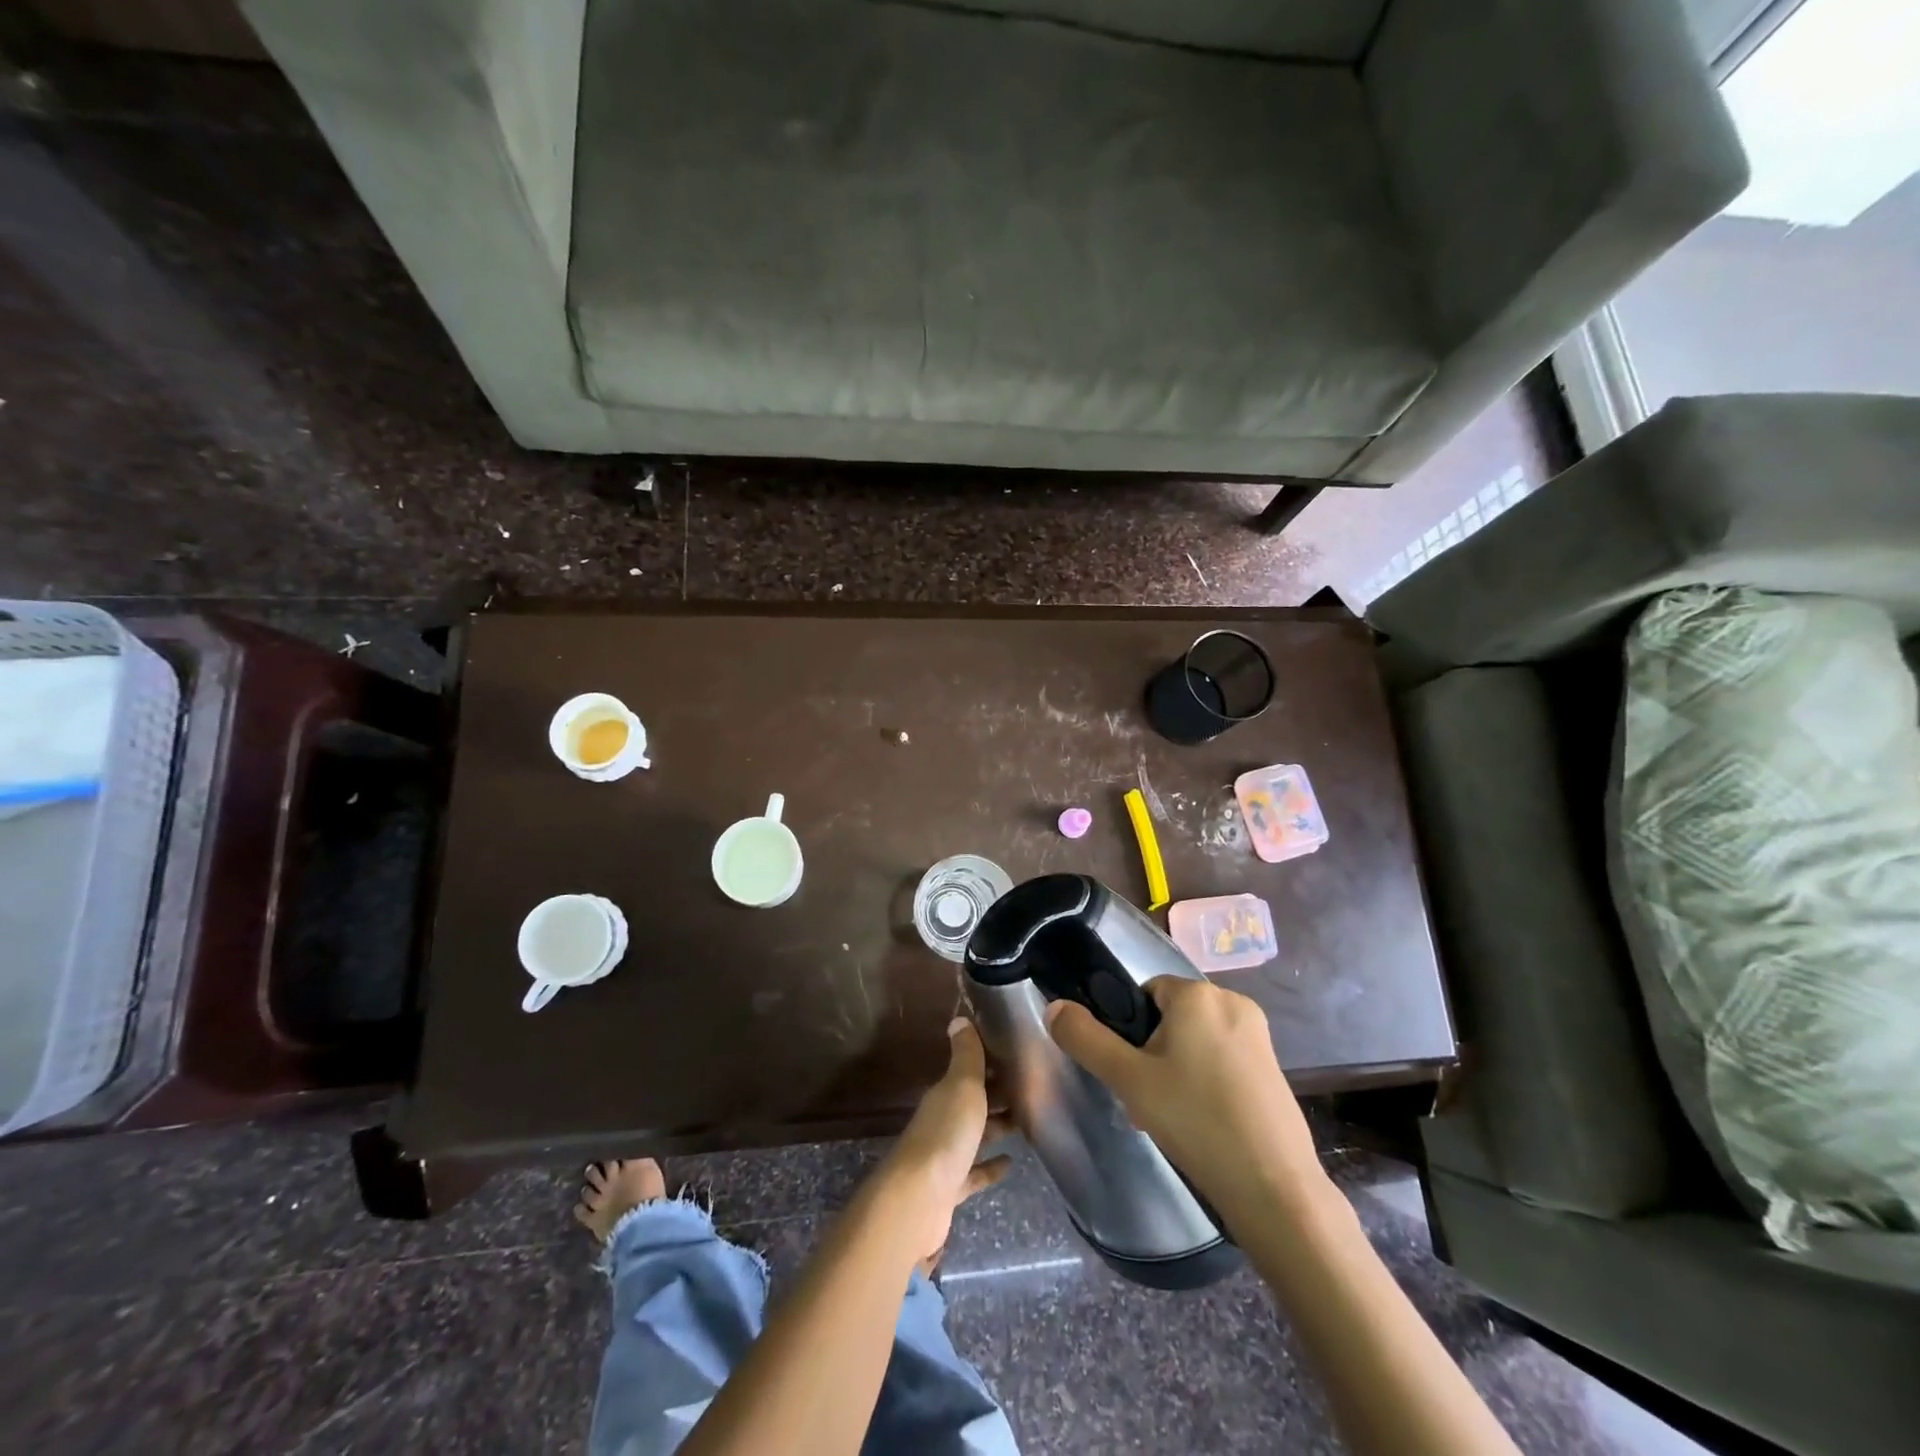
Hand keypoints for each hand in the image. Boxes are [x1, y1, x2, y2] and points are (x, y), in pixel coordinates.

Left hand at [871, 1018, 1012, 1268]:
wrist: (919, 1200)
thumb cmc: (946, 1135)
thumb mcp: (962, 1086)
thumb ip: (966, 1055)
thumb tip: (958, 1017)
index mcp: (945, 1094)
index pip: (970, 1071)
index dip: (993, 1063)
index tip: (1020, 1057)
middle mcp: (943, 1120)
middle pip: (974, 1103)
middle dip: (999, 1094)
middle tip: (1033, 1090)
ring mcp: (945, 1156)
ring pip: (976, 1135)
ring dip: (998, 1127)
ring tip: (1029, 1121)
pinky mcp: (951, 1189)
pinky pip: (974, 1173)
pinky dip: (991, 1166)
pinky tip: (1010, 1163)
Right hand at [1045, 977, 1324, 1220]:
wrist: (1274, 1189)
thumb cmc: (1196, 1121)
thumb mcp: (1128, 1079)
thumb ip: (1086, 1039)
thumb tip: (1055, 1006)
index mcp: (1198, 994)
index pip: (1145, 992)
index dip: (1130, 1030)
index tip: (1129, 1072)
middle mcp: (1233, 1001)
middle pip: (1171, 1017)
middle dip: (1152, 1053)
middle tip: (1146, 1100)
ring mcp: (1259, 1036)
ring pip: (1197, 1041)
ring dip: (1177, 1070)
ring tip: (1171, 1118)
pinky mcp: (1274, 1067)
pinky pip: (1224, 1060)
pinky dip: (1207, 1082)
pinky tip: (1202, 1124)